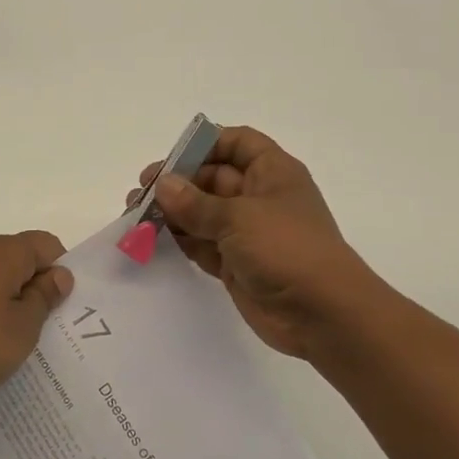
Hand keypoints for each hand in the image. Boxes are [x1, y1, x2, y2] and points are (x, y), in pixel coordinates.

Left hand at [0, 232, 74, 405]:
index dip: (61, 272)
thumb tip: (59, 274)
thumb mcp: (22, 329)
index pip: (47, 245)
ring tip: (11, 342)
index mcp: (4, 253)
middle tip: (44, 330)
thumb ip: (44, 298)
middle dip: (36, 288)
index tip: (61, 308)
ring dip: (9, 302)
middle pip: (20, 259)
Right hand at [131, 126, 385, 360]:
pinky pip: (201, 244)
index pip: (237, 143)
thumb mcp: (238, 217)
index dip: (205, 144)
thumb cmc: (287, 249)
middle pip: (211, 178)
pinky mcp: (236, 263)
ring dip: (171, 213)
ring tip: (135, 216)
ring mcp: (247, 232)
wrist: (323, 315)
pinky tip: (151, 240)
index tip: (172, 158)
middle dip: (176, 183)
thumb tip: (163, 185)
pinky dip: (179, 241)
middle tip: (140, 193)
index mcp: (272, 173)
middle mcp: (258, 197)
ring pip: (201, 213)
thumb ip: (195, 202)